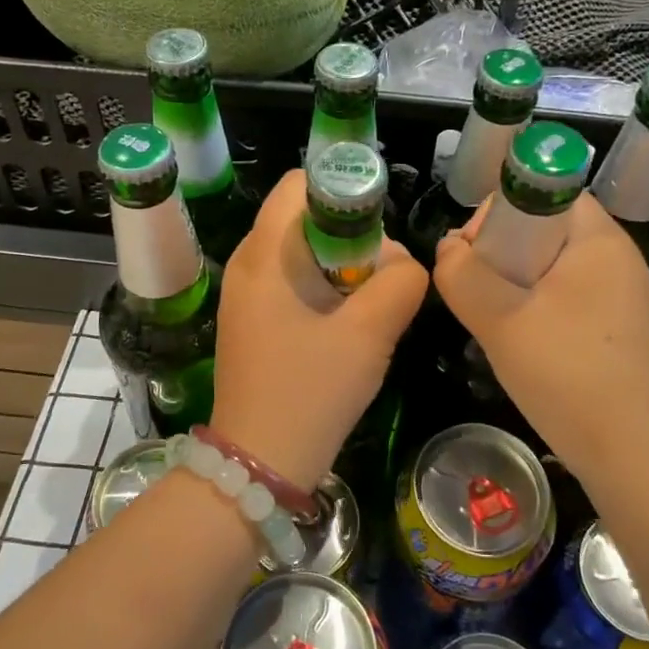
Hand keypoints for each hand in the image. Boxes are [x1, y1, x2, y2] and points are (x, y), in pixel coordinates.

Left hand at [212, 172, 428, 490]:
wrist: (258, 465)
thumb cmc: (311, 392)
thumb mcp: (370, 333)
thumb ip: (401, 282)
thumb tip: (403, 262)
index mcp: (265, 253)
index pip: (300, 183)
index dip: (344, 191)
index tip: (378, 231)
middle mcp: (248, 263)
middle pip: (305, 216)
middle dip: (350, 236)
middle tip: (379, 278)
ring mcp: (245, 294)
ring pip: (303, 251)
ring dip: (341, 267)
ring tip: (367, 306)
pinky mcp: (252, 320)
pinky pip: (293, 281)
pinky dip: (324, 289)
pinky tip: (345, 327)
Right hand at [433, 193, 648, 469]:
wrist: (624, 450)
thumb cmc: (564, 372)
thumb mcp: (498, 319)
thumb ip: (461, 274)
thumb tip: (448, 248)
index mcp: (600, 240)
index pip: (549, 192)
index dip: (504, 209)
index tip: (476, 249)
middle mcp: (617, 258)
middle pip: (548, 226)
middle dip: (503, 248)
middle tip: (476, 285)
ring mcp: (621, 293)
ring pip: (553, 263)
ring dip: (515, 278)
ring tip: (491, 312)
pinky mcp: (616, 324)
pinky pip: (566, 292)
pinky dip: (536, 302)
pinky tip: (518, 335)